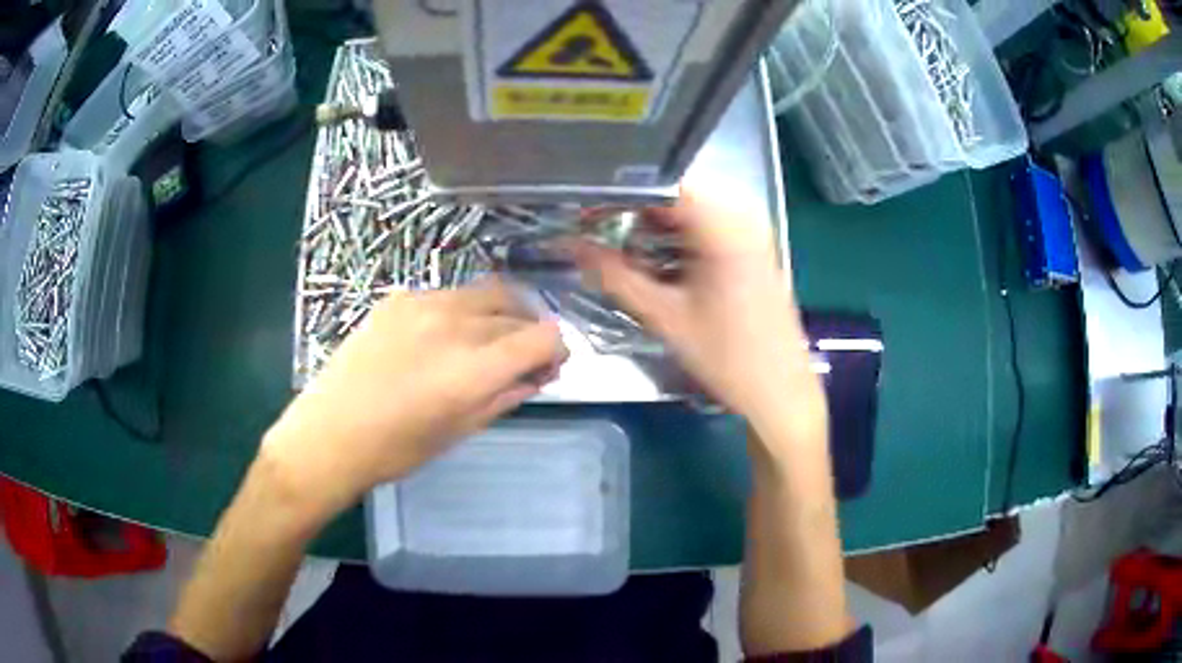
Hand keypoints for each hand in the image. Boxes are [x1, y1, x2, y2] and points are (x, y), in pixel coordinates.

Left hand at [260, 280, 567, 519]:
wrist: (330, 433)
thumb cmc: (397, 448)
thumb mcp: (461, 430)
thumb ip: (506, 395)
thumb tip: (536, 374)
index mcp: (474, 367)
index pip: (545, 336)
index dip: (556, 351)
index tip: (548, 367)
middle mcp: (454, 323)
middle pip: (517, 310)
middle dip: (530, 333)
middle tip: (521, 360)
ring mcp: (423, 303)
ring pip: (485, 294)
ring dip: (499, 316)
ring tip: (486, 344)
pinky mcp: (398, 298)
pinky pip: (448, 295)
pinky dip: (462, 312)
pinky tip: (443, 339)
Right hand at [573, 183, 823, 438]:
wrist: (781, 392)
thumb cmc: (727, 357)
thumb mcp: (664, 315)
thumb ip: (614, 275)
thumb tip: (572, 246)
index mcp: (725, 224)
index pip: (660, 184)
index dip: (617, 194)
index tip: (582, 212)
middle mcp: (743, 216)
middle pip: (674, 195)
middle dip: (630, 212)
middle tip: (592, 233)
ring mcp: (752, 232)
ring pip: (689, 212)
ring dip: (651, 227)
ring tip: (616, 248)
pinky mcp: (754, 249)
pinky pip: (706, 228)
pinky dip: (676, 239)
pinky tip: (653, 261)